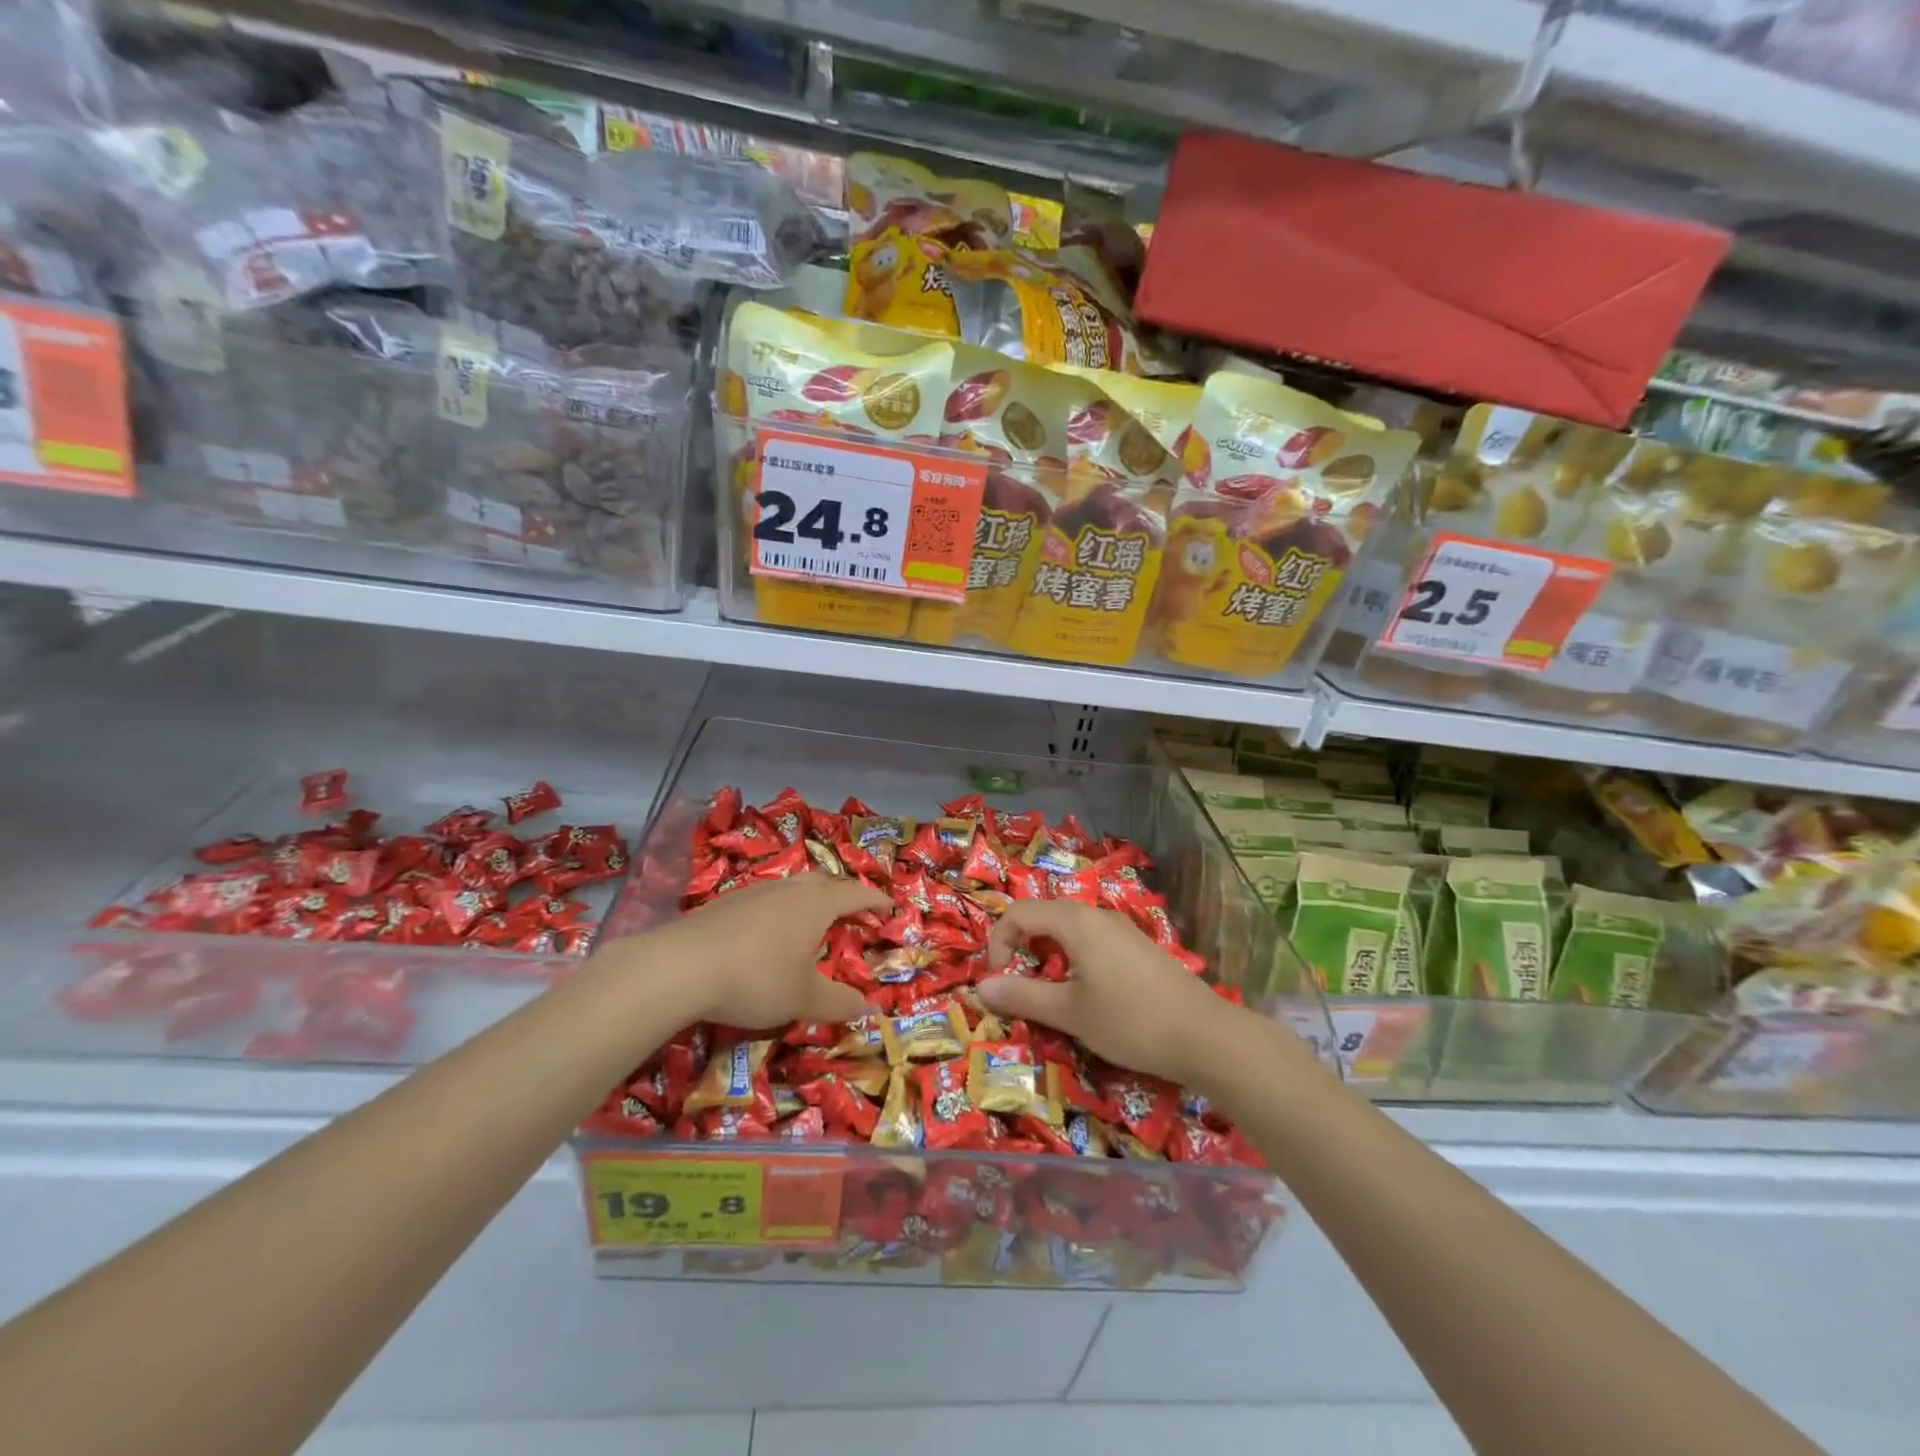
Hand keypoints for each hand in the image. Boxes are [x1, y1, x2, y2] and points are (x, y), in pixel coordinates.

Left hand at [624, 874, 887, 1028]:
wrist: (681, 967)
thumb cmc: (757, 978)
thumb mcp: (804, 999)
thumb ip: (840, 1003)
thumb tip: (872, 1008)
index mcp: (816, 904)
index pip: (855, 893)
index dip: (875, 899)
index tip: (890, 907)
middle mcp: (788, 890)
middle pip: (823, 882)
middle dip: (842, 894)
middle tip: (852, 911)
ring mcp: (753, 892)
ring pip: (791, 888)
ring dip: (808, 900)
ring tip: (810, 922)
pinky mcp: (723, 904)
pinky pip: (764, 900)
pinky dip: (777, 911)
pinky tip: (766, 934)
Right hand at [976, 900, 1235, 1086]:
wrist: (1205, 1036)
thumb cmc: (1129, 1020)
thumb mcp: (1069, 1013)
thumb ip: (1022, 996)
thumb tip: (980, 987)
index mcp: (1075, 921)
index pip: (1019, 913)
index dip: (999, 942)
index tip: (998, 980)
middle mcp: (1097, 915)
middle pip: (1044, 917)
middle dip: (1023, 949)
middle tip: (1021, 989)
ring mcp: (1122, 929)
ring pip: (1070, 931)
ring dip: (1049, 956)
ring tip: (1053, 996)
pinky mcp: (1138, 947)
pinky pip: (1093, 942)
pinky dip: (1075, 961)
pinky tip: (1089, 996)